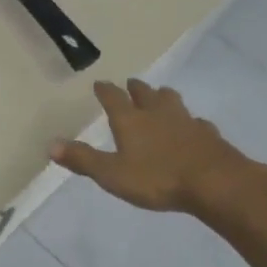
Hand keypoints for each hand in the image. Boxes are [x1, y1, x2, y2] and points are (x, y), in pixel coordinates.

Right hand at [51, 80, 258, 214]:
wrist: (216, 183)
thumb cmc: (158, 178)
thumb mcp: (112, 174)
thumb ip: (83, 159)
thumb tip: (50, 145)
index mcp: (131, 120)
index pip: (114, 98)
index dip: (105, 90)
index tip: (100, 83)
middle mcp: (158, 114)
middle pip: (146, 94)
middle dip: (137, 88)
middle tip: (132, 83)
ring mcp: (186, 122)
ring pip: (173, 102)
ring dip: (164, 97)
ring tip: (161, 96)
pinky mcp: (209, 136)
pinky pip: (197, 123)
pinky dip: (190, 122)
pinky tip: (193, 127)